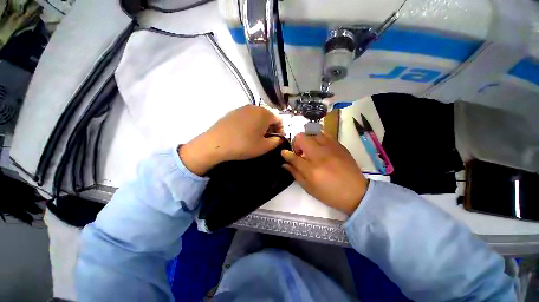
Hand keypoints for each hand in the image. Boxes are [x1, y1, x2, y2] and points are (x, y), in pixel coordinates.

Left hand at [180, 105, 283, 175]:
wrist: (216, 143)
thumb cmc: (244, 145)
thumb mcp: (264, 147)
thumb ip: (276, 142)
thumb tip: (279, 138)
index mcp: (264, 113)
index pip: (279, 120)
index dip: (280, 131)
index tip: (276, 140)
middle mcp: (254, 107)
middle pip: (268, 117)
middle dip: (270, 128)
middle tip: (266, 140)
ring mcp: (242, 108)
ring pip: (257, 117)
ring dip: (260, 126)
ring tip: (255, 137)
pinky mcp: (232, 112)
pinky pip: (246, 117)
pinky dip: (250, 124)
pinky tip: (244, 134)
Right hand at [281, 132, 368, 214]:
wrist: (356, 192)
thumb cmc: (330, 193)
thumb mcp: (309, 188)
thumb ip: (295, 173)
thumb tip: (285, 163)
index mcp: (311, 169)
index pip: (292, 156)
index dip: (286, 154)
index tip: (284, 153)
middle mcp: (319, 155)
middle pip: (301, 137)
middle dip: (296, 143)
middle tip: (300, 153)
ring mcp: (330, 148)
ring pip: (312, 132)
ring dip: (307, 139)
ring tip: (310, 149)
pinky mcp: (339, 145)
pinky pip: (324, 134)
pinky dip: (318, 138)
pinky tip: (320, 147)